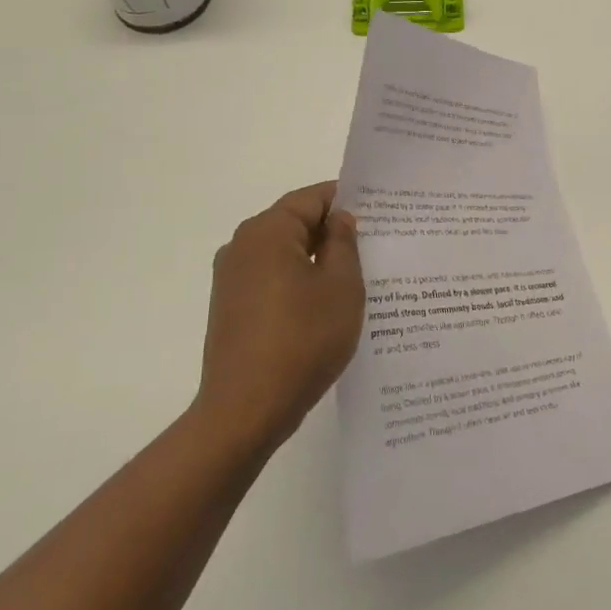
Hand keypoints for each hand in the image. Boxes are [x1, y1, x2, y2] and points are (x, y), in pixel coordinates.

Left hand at [194, 182, 364, 453]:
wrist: (245, 412)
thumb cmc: (302, 340)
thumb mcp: (341, 286)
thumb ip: (343, 243)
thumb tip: (339, 219)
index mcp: (267, 231)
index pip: (312, 197)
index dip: (347, 200)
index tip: (379, 214)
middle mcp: (242, 245)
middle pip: (295, 222)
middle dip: (333, 231)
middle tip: (375, 245)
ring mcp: (231, 278)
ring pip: (284, 253)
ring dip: (316, 259)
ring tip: (355, 277)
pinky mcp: (230, 307)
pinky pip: (271, 278)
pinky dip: (298, 282)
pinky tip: (324, 306)